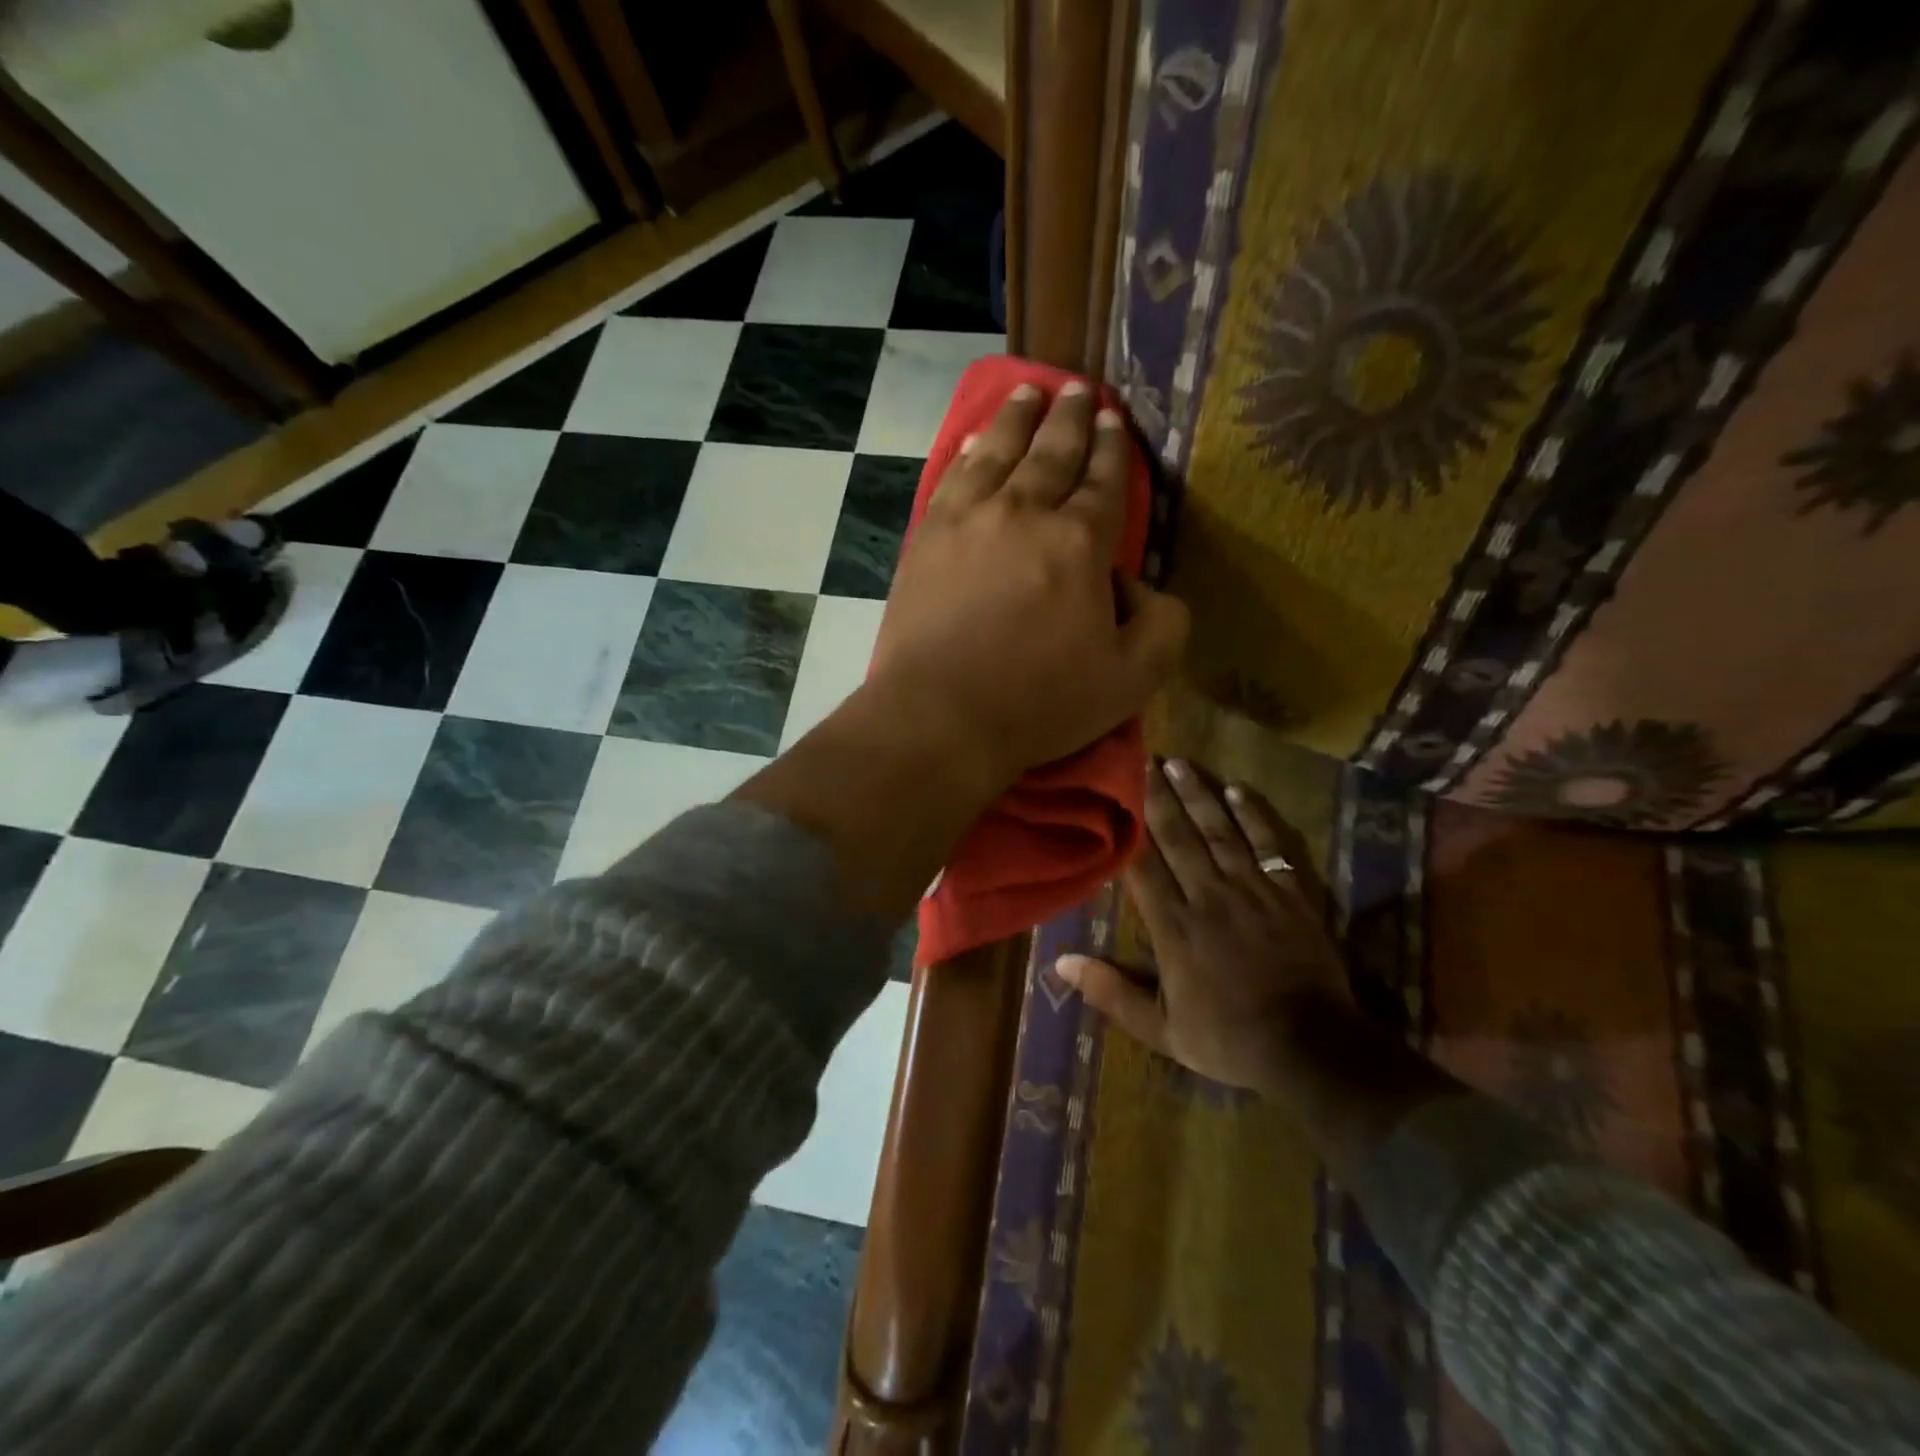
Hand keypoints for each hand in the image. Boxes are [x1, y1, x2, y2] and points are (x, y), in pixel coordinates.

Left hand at [868, 381, 1188, 785]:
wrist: (939, 716)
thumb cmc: (1038, 703)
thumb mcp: (1131, 680)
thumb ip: (1162, 625)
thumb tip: (1141, 584)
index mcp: (1080, 542)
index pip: (1103, 481)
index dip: (1113, 448)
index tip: (1114, 419)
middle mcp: (1024, 512)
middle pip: (1052, 452)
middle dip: (1070, 417)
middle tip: (1078, 389)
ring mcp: (968, 519)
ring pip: (998, 451)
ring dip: (1017, 418)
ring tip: (1029, 391)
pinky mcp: (927, 538)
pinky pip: (953, 479)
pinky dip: (968, 453)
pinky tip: (973, 441)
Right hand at [1058, 761, 1352, 1091]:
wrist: (1311, 1048)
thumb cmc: (1229, 1039)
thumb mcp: (1161, 1030)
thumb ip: (1112, 993)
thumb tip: (1060, 961)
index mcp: (1174, 927)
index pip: (1142, 866)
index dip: (1127, 828)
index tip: (1113, 794)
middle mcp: (1208, 897)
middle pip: (1178, 837)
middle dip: (1158, 797)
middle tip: (1143, 759)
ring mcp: (1252, 890)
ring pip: (1219, 832)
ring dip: (1198, 795)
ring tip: (1180, 763)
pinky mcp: (1289, 893)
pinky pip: (1269, 844)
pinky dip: (1253, 816)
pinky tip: (1238, 790)